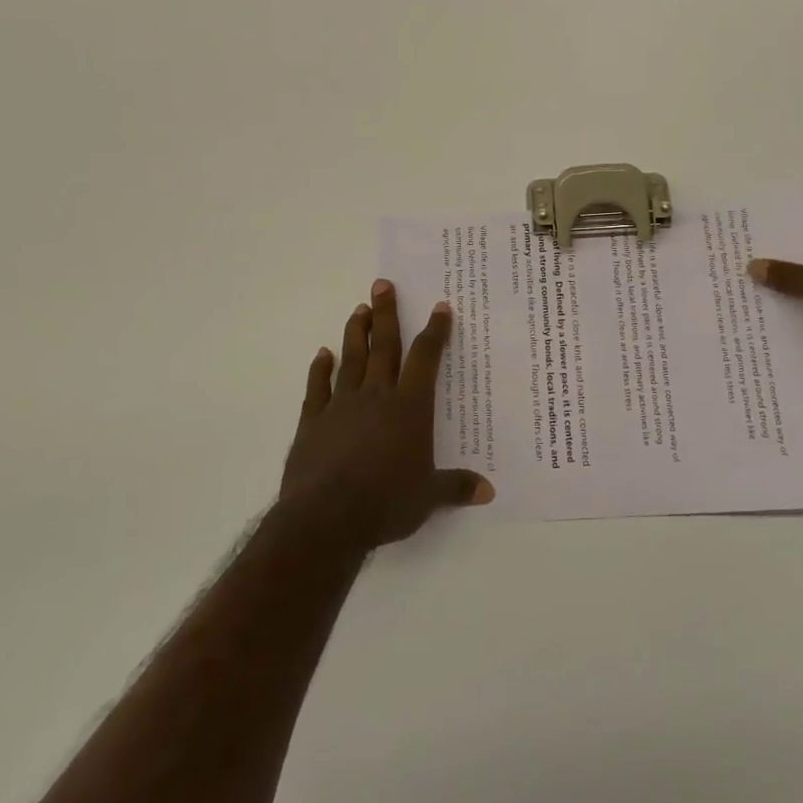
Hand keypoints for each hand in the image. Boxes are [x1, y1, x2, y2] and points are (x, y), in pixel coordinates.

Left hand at [280, 278, 494, 552]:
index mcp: (409, 407)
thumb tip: (489, 491)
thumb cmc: (386, 503)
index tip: (439, 307)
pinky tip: (322, 354)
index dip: (434, 331)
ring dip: (356, 333)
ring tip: (359, 309)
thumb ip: (456, 487)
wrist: (326, 518)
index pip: (425, 359)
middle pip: (384, 346)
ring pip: (352, 359)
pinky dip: (320, 369)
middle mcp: (377, 396)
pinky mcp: (313, 421)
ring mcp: (341, 405)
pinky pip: (318, 387)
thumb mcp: (429, 497)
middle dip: (387, 313)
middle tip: (382, 284)